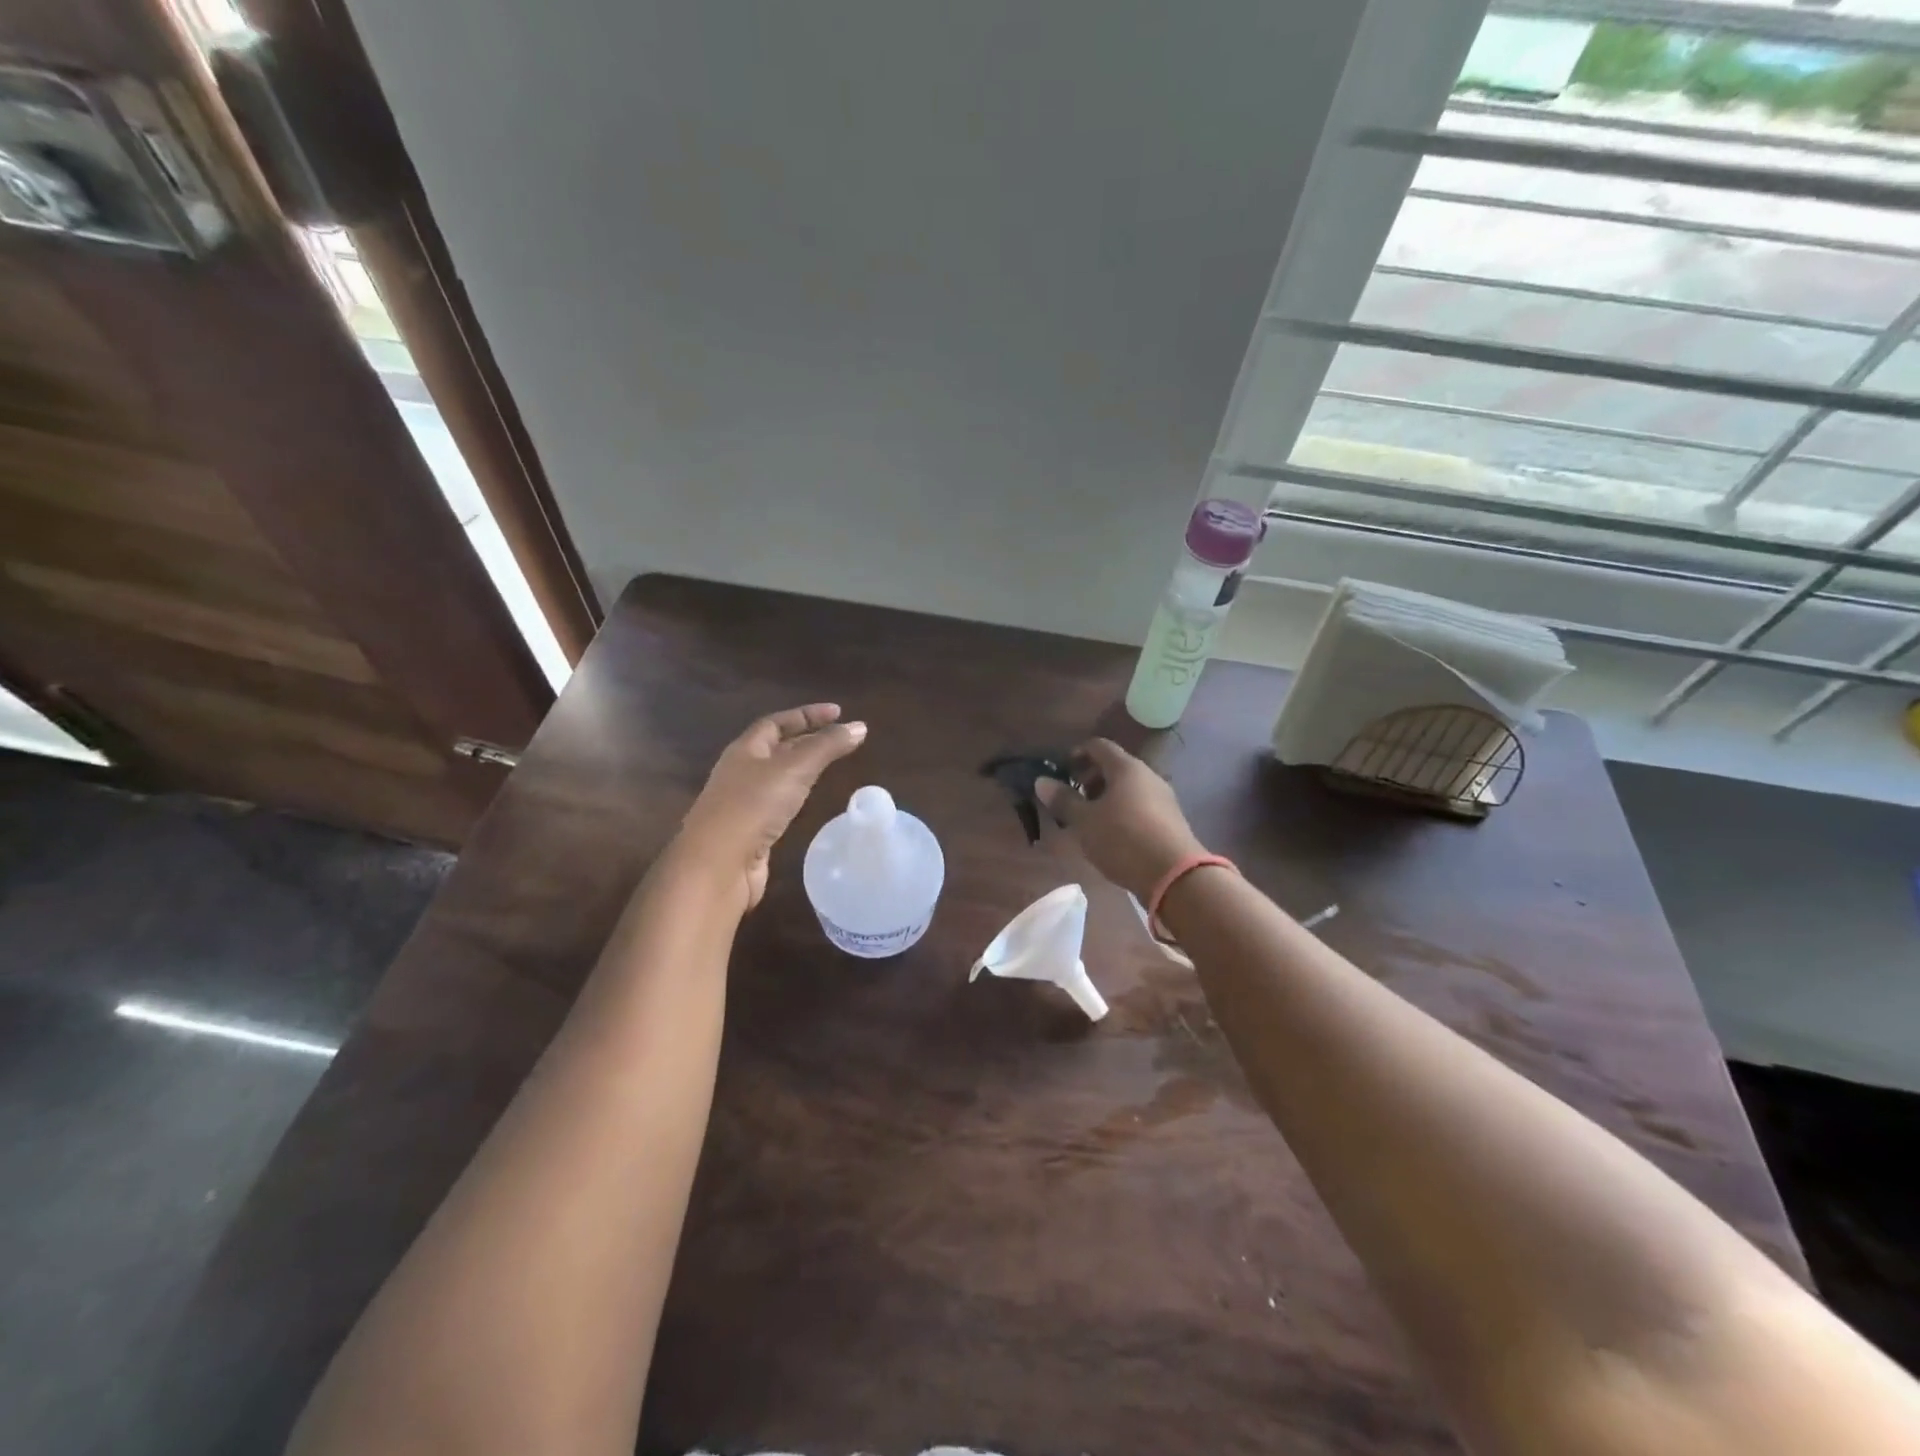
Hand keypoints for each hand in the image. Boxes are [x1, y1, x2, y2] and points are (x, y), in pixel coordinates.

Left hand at [676, 704, 867, 911]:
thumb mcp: (795, 768)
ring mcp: (742, 803)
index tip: (838, 712)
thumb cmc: (753, 806)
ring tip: (829, 766)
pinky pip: (776, 804)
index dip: (807, 714)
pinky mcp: (749, 832)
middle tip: (839, 738)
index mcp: (744, 750)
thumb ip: (827, 747)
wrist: (718, 865)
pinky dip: (796, 796)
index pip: (776, 722)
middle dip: (806, 739)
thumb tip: (859, 726)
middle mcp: (740, 772)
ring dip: (801, 768)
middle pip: (775, 748)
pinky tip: (809, 802)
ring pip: (776, 777)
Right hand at [1035, 738, 1206, 901]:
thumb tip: (1041, 781)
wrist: (1176, 876)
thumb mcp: (1085, 821)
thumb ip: (1063, 800)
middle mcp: (1148, 776)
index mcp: (1126, 768)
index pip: (1098, 746)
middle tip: (1072, 800)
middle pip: (1114, 767)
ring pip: (1128, 788)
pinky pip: (1140, 805)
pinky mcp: (1170, 820)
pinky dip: (1122, 811)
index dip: (1077, 754)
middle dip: (1090, 779)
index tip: (1062, 772)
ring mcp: (1163, 798)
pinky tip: (1112, 835)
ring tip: (1089, 821)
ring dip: (1105, 798)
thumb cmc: (1123, 840)